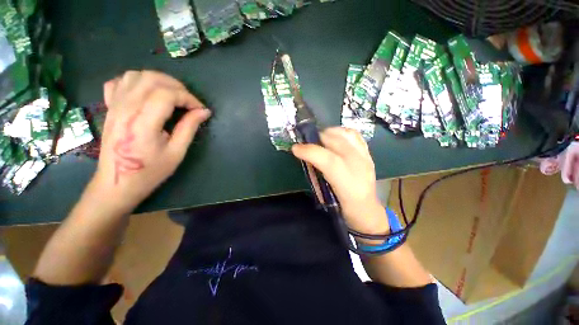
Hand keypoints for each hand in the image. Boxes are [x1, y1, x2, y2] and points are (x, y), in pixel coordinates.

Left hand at [89, 70, 210, 213]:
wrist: (116, 183)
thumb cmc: (149, 172)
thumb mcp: (176, 152)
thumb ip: (189, 128)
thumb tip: (204, 112)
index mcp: (142, 122)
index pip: (167, 94)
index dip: (188, 98)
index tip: (199, 109)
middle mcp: (125, 108)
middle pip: (151, 79)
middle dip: (176, 86)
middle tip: (188, 101)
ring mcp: (114, 106)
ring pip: (136, 75)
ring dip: (158, 80)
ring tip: (171, 95)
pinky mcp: (110, 108)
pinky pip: (119, 82)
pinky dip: (136, 81)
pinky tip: (147, 93)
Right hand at [292, 127, 387, 234]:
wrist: (366, 208)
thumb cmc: (341, 205)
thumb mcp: (324, 193)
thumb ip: (315, 173)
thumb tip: (305, 156)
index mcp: (346, 182)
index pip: (327, 159)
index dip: (308, 151)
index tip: (295, 148)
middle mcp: (358, 166)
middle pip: (335, 142)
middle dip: (316, 138)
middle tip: (306, 143)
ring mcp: (365, 157)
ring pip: (345, 134)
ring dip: (329, 133)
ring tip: (320, 139)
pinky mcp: (368, 153)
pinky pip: (354, 135)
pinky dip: (341, 132)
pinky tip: (334, 137)